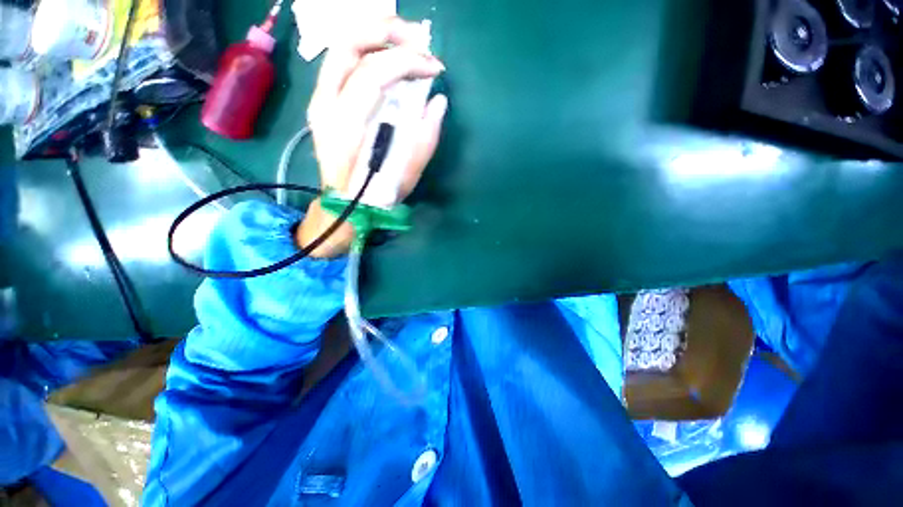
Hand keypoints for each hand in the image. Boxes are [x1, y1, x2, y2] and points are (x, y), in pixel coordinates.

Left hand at [297, 18, 448, 257]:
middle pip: (349, 43)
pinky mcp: (322, 102)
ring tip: (405, 43)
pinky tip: (385, 58)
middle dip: (388, 32)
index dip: (409, 62)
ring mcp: (320, 100)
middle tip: (419, 41)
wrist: (345, 204)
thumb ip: (425, 136)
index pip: (376, 71)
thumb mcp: (408, 173)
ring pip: (341, 47)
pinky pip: (341, 63)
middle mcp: (326, 103)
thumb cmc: (378, 193)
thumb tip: (438, 101)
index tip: (435, 69)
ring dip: (375, 37)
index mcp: (347, 124)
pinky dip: (365, 52)